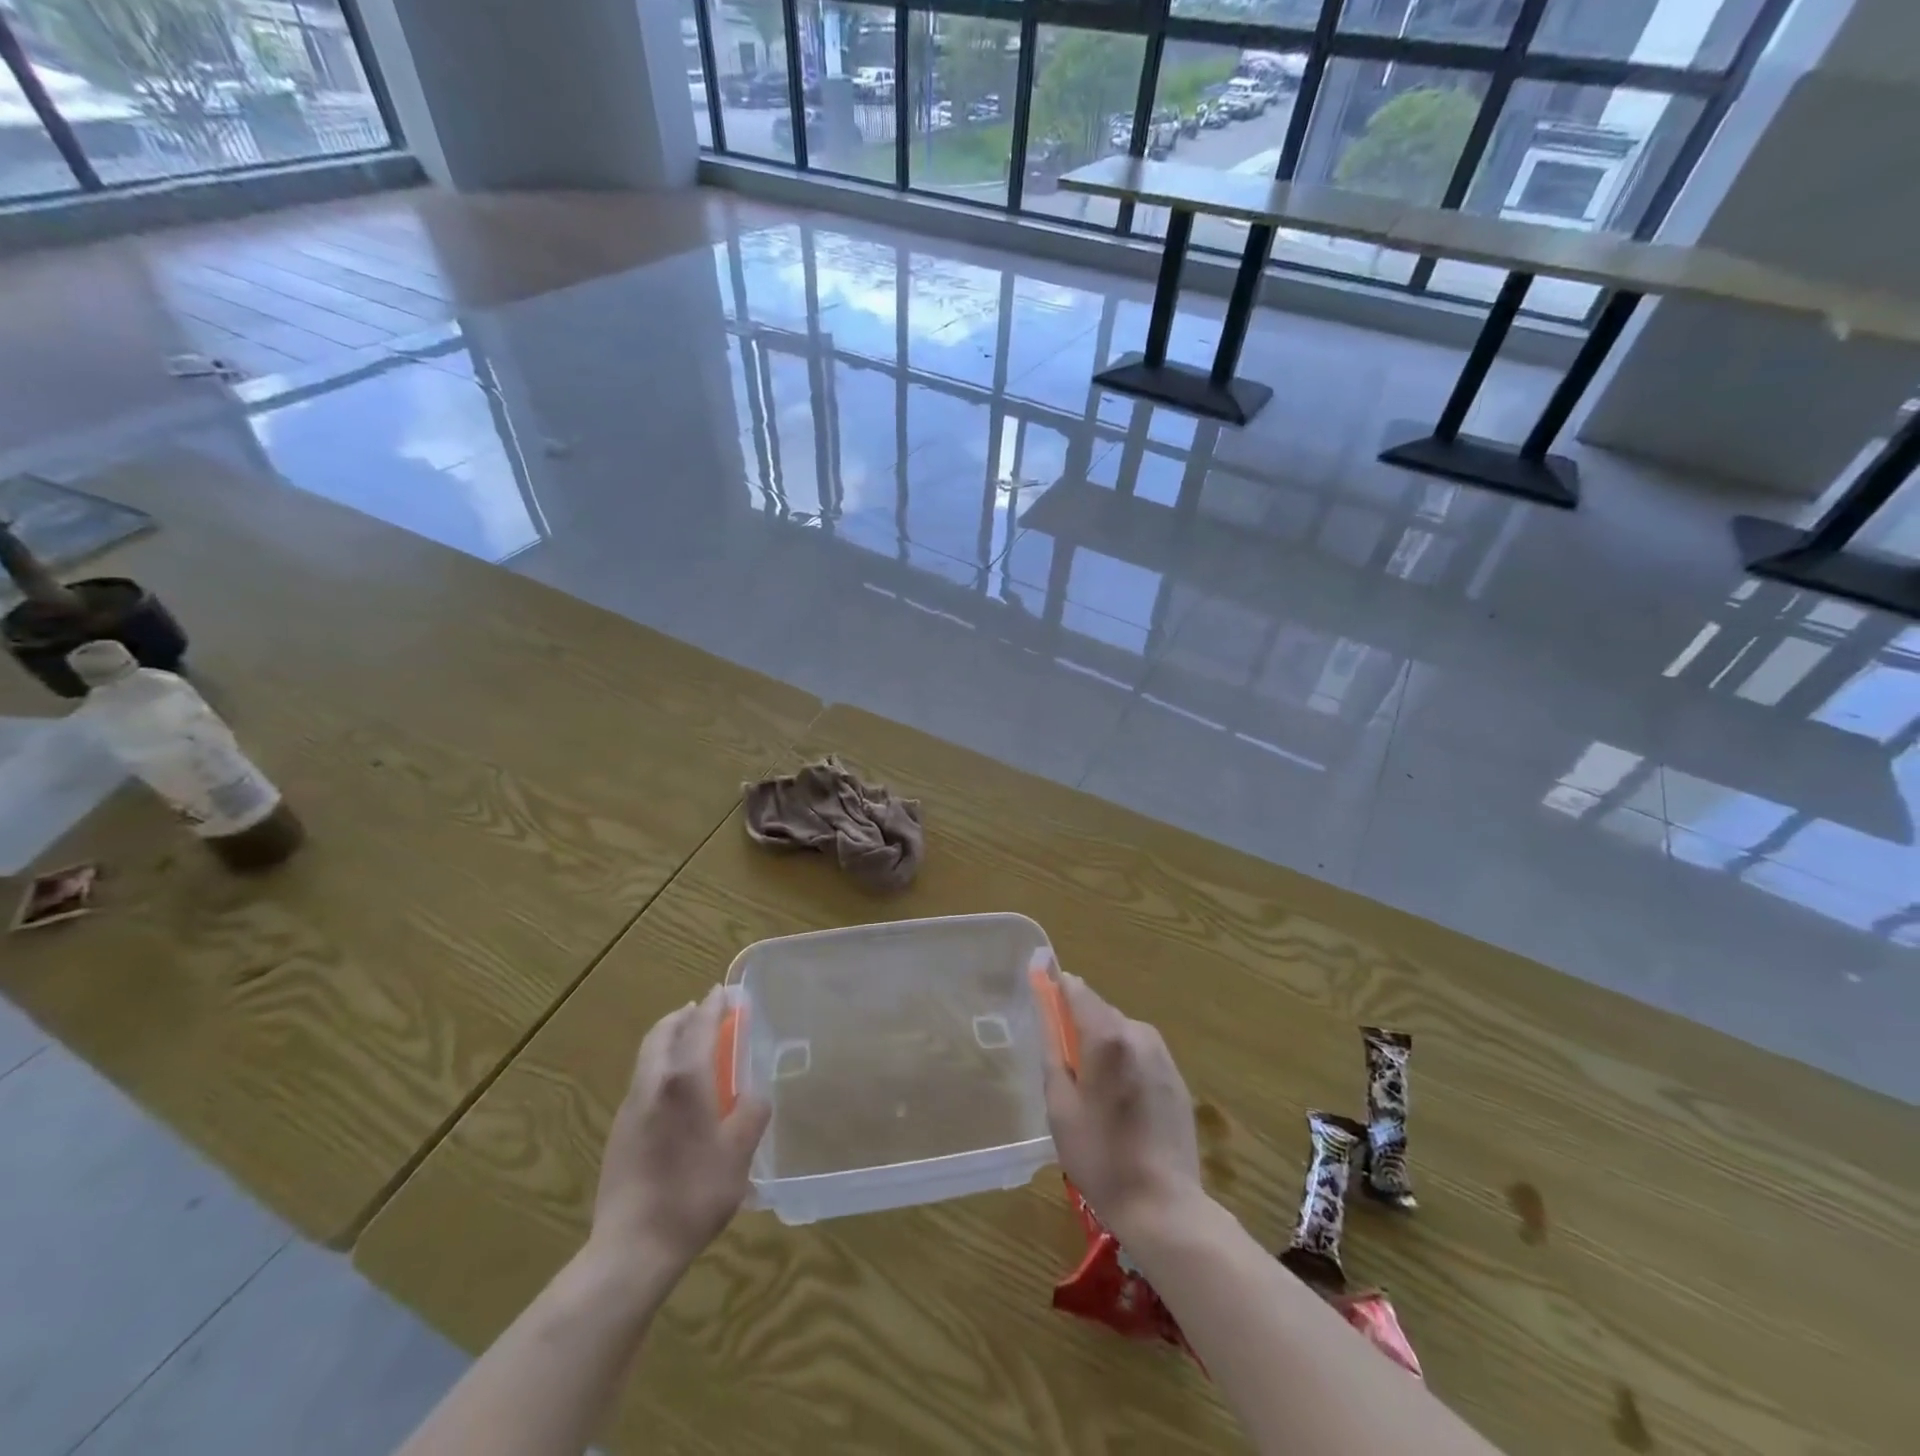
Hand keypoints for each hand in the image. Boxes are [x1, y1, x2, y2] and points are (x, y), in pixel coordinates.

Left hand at [590, 986, 770, 1272]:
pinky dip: (660, 1066)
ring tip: (690, 1044)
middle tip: (702, 1011)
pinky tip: (675, 1091)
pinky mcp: (619, 1132)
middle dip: (683, 1016)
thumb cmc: (694, 1193)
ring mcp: (631, 1108)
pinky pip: (642, 1081)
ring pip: (648, 1056)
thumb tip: (755, 1095)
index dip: (713, 1006)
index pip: (700, 1027)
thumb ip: (751, 1114)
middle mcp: (653, 1084)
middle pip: (663, 1034)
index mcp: (685, 1080)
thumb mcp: (739, 1153)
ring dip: (669, 1039)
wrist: (632, 1249)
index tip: (723, 991)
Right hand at [1041, 972, 1202, 1242]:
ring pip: (1120, 1033)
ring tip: (1092, 1096)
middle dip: (1078, 1028)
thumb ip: (1053, 1047)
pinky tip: (1119, 1105)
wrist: (1164, 1205)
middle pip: (1099, 1011)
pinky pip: (1139, 1054)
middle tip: (1064, 1072)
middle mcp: (1139, 1033)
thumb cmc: (1099, 1155)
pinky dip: (1123, 1064)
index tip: (1040, 1003)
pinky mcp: (1176, 1076)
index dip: (1055, 991)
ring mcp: (1163, 1054)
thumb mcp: (1060, 1103)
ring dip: (1102, 1048)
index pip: (1077, 989)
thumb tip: (1047, 1008)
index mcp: (1108, 1035)